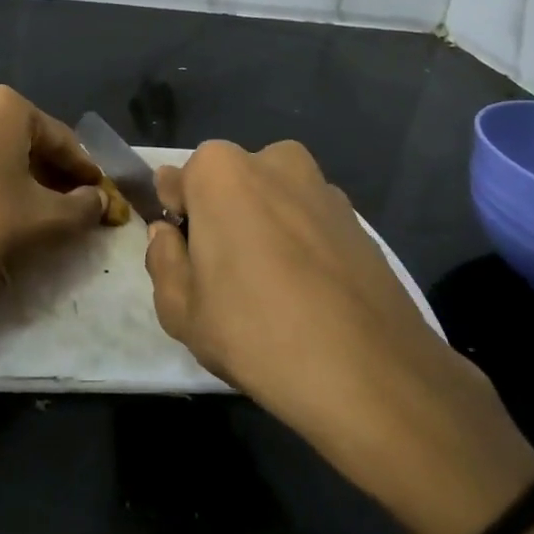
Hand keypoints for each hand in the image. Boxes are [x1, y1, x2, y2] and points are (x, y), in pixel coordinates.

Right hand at [144, 139, 533, 533]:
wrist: (370, 373)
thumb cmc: (255, 332)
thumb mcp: (180, 309)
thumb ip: (162, 259)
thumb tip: (168, 234)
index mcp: (220, 171)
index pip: (178, 182)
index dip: (176, 219)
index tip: (185, 256)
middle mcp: (273, 161)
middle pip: (228, 186)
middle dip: (220, 218)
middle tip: (224, 277)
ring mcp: (323, 187)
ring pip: (272, 201)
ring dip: (263, 229)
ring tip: (270, 290)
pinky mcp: (358, 219)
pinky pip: (309, 222)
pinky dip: (301, 245)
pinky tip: (307, 295)